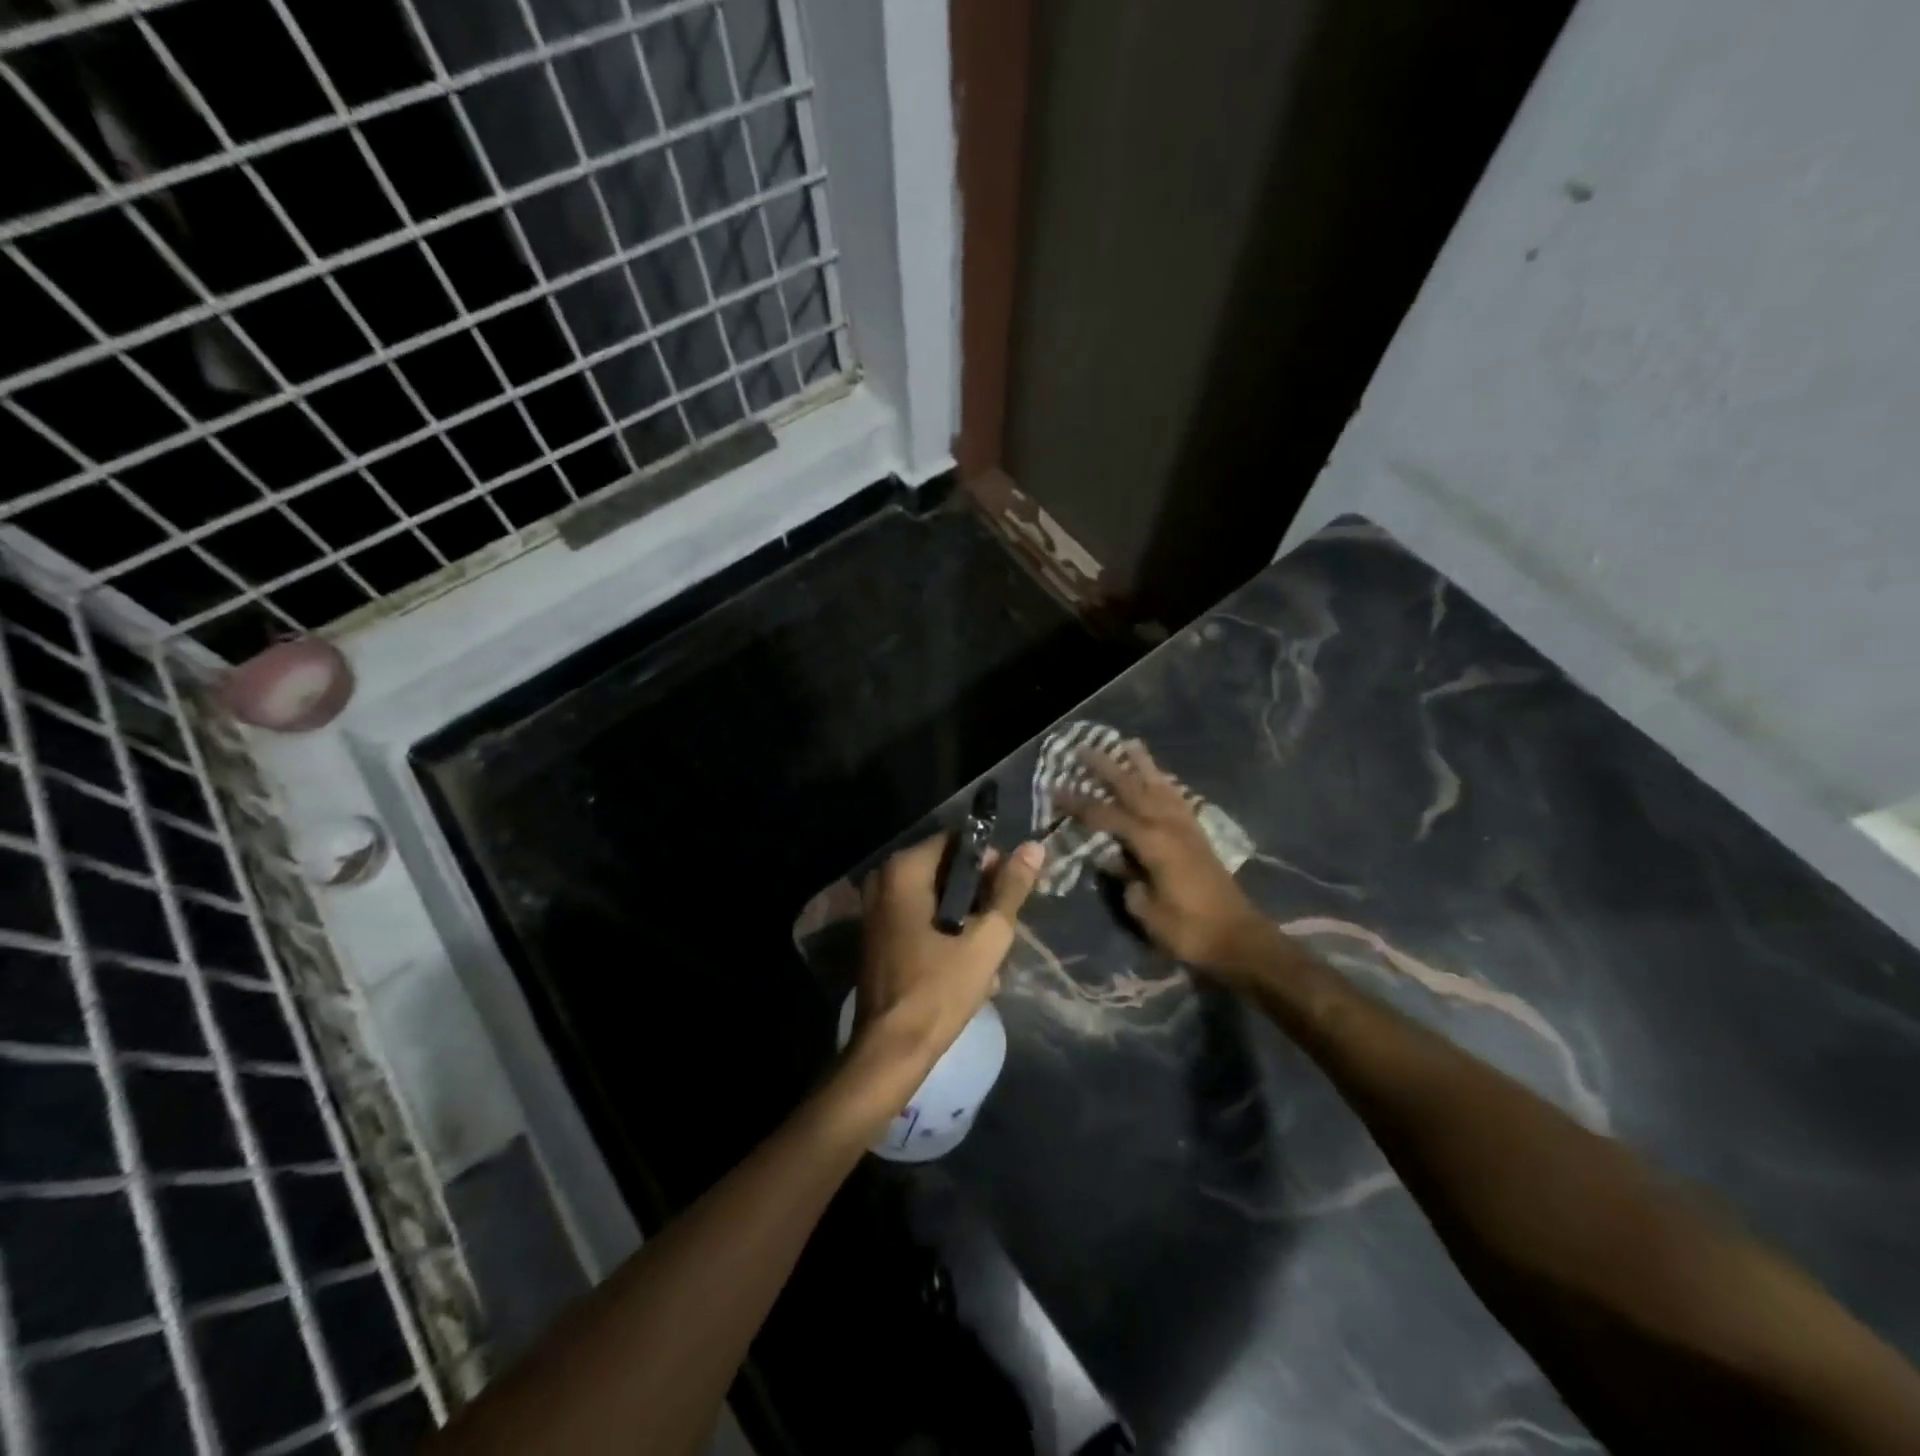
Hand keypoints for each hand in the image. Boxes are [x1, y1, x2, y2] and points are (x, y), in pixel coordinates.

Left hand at [851, 833, 1044, 1078]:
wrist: (892, 1050)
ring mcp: (876, 909)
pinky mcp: (879, 935)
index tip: (1009, 892)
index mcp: (903, 871)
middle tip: (1002, 925)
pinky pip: (921, 918)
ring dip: (966, 919)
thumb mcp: (986, 938)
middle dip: (979, 895)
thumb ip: (1010, 890)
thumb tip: (1034, 848)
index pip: (957, 843)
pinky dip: (946, 932)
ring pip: (936, 897)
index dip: (990, 862)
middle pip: (946, 870)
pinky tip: (970, 964)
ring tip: (990, 951)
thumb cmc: (939, 990)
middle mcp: (883, 880)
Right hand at [1060, 743, 1273, 971]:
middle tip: (1084, 748)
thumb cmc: (1187, 929)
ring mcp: (1187, 828)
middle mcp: (1169, 825)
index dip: (1078, 803)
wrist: (1238, 939)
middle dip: (1107, 767)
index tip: (1055, 790)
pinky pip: (1178, 799)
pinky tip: (1160, 779)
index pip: (1106, 815)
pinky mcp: (1199, 836)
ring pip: (1160, 786)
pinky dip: (1165, 784)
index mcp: (1151, 841)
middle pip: (1133, 788)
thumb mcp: (1145, 909)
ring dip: (1142, 765)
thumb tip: (1112, 859)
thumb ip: (1125, 878)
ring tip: (1129, 744)